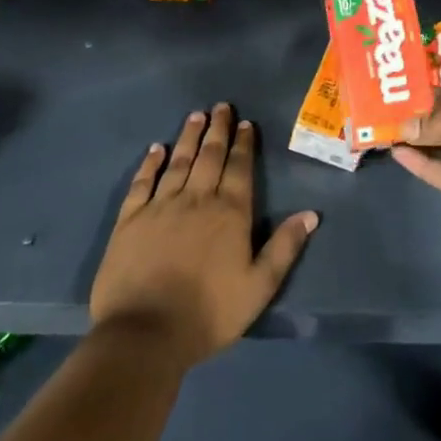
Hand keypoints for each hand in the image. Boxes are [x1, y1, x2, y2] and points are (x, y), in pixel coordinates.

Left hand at [88, 104, 317, 366]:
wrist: (144, 334)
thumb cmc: (209, 313)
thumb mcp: (259, 286)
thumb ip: (285, 248)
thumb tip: (311, 214)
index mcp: (230, 213)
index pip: (239, 168)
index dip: (244, 144)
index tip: (246, 123)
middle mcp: (197, 200)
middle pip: (209, 156)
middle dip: (218, 130)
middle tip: (221, 106)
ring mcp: (160, 207)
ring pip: (178, 162)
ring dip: (189, 137)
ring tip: (195, 116)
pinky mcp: (129, 221)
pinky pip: (142, 183)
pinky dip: (150, 163)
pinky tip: (156, 149)